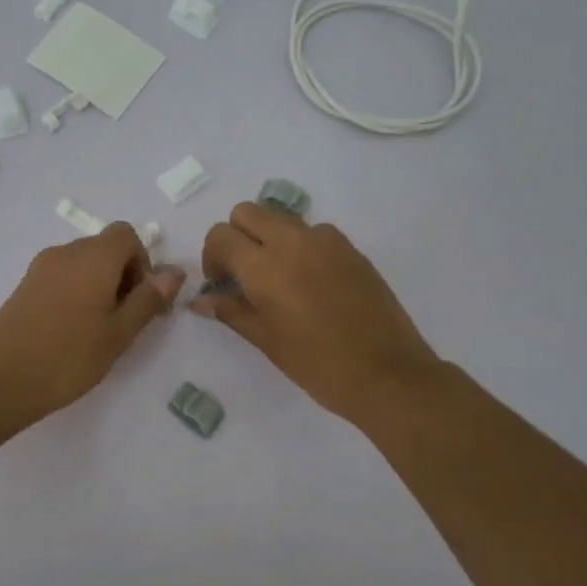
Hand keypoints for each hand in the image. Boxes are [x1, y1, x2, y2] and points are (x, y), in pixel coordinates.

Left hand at [0, 223, 183, 417]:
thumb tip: (175, 272)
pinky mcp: (24, 285)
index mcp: (94, 257)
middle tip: (126, 321)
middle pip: (105, 248)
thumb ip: (148, 299)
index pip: (127, 235)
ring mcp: (40, 268)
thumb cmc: (68, 357)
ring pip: (83, 264)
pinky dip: (77, 292)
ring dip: (100, 286)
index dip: (142, 263)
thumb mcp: (118, 333)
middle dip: (124, 276)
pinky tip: (71, 331)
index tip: (142, 301)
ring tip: (99, 331)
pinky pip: (62, 276)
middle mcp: (66, 252)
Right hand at [193, 202, 443, 423]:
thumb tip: (200, 300)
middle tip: (242, 273)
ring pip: (281, 218)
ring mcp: (326, 240)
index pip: (221, 235)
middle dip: (236, 236)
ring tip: (278, 279)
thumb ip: (230, 311)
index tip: (220, 283)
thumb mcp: (266, 340)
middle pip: (248, 212)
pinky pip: (313, 232)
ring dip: (268, 238)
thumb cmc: (317, 363)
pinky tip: (310, 282)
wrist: (386, 373)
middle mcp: (292, 241)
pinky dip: (300, 245)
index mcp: (264, 266)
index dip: (212, 257)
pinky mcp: (350, 248)